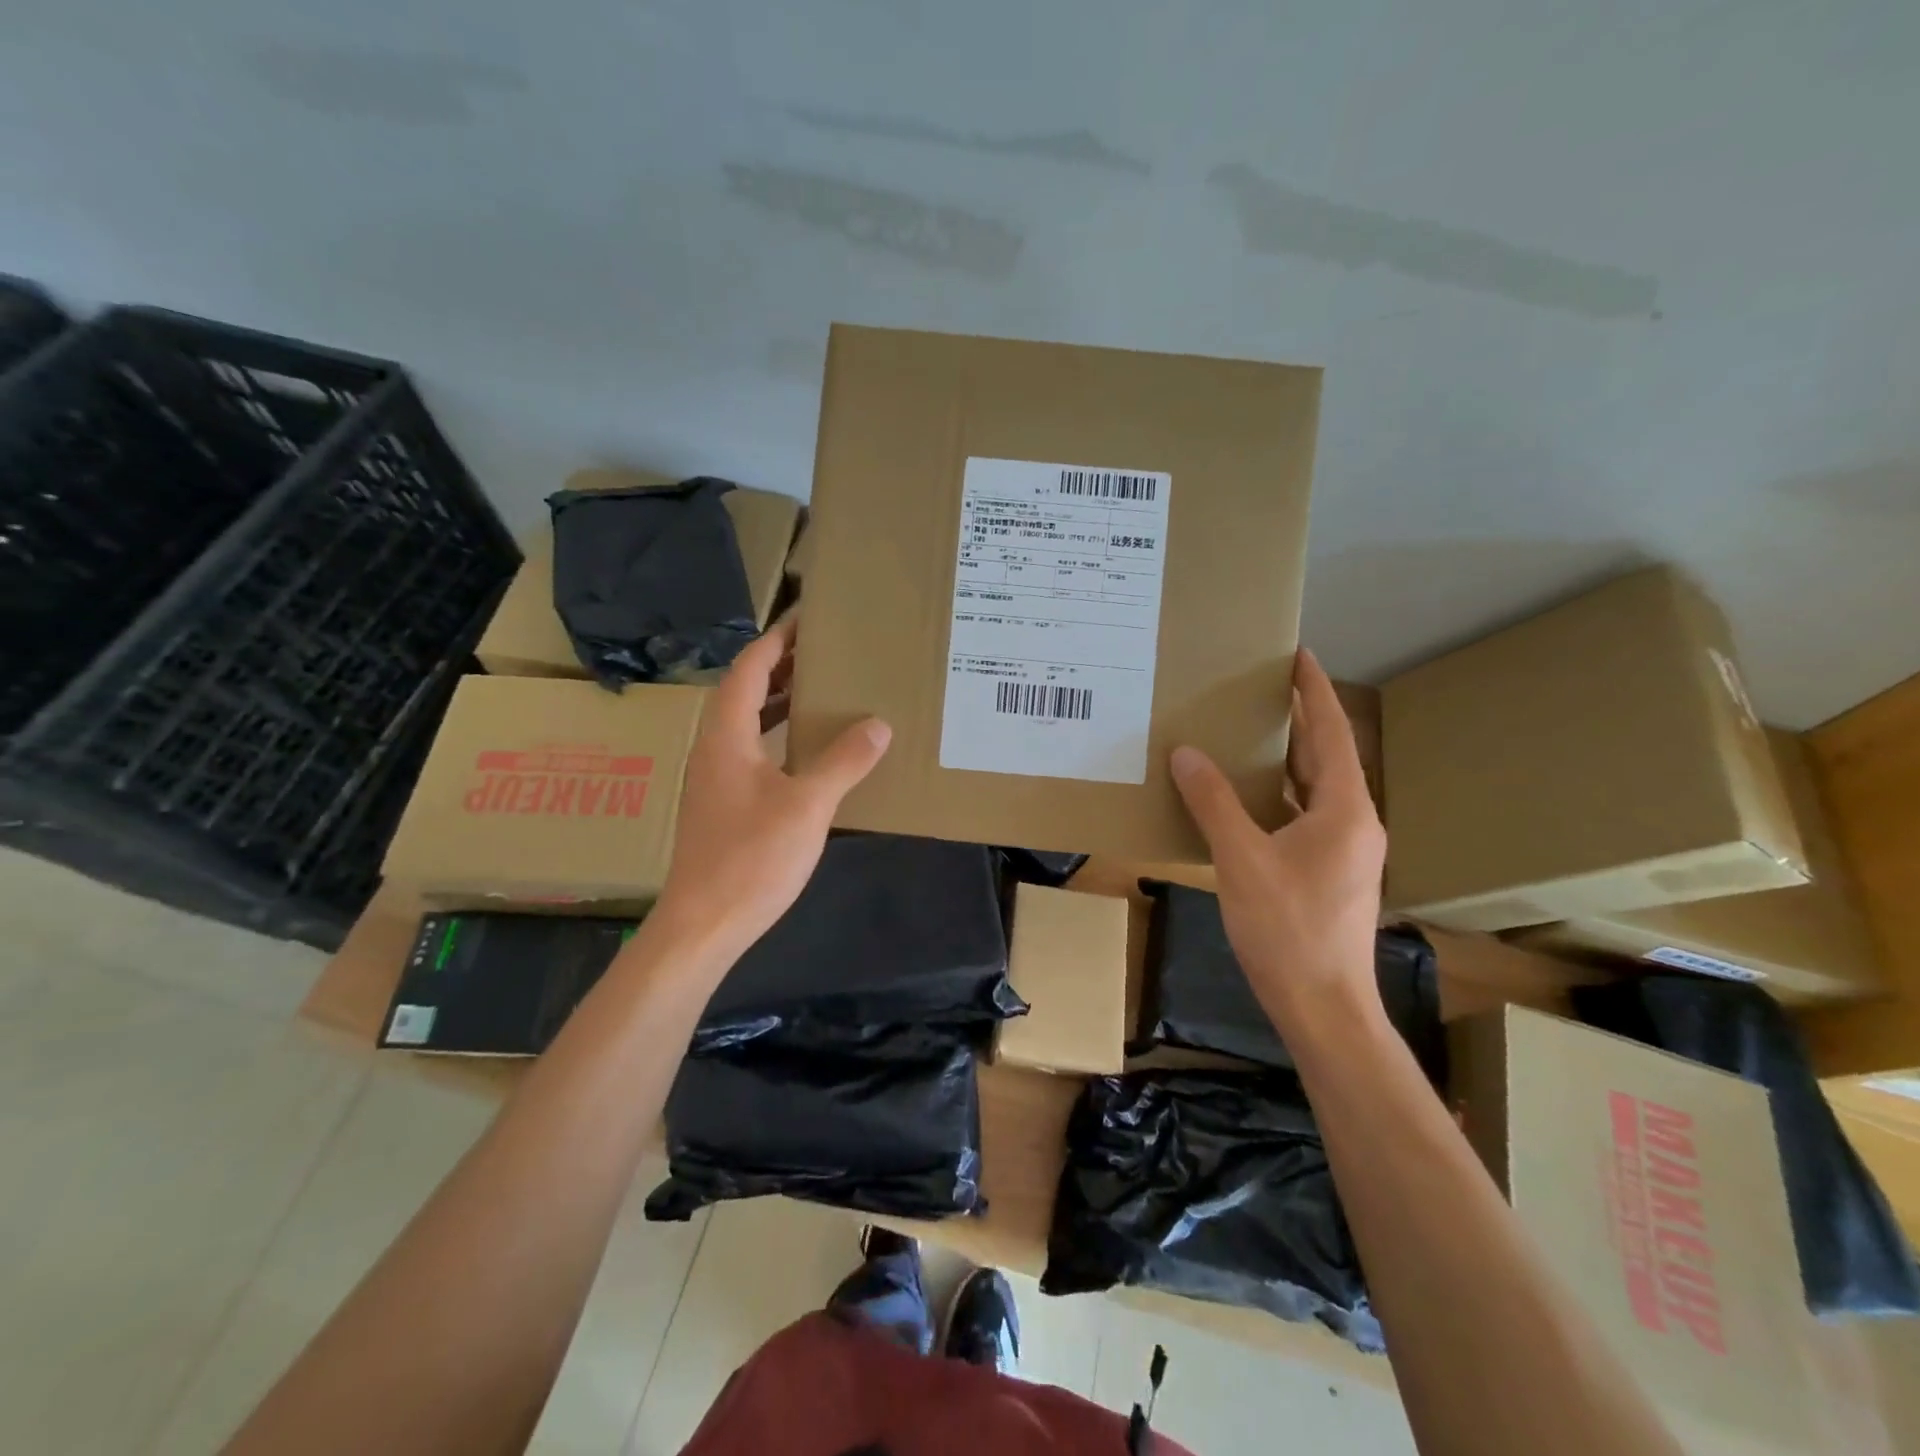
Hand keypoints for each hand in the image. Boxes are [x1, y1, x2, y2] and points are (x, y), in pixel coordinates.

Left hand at [655, 616, 890, 958]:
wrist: (703, 924)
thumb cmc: (751, 858)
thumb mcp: (807, 806)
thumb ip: (843, 762)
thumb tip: (878, 724)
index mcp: (727, 736)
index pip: (748, 669)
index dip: (776, 641)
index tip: (807, 619)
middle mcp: (715, 749)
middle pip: (744, 691)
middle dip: (781, 666)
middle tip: (824, 652)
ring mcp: (716, 779)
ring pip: (746, 724)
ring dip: (778, 701)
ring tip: (819, 691)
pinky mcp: (723, 805)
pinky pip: (751, 751)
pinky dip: (777, 736)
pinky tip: (805, 752)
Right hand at [1169, 648, 1386, 1038]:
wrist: (1323, 1007)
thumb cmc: (1289, 929)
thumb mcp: (1242, 860)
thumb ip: (1213, 803)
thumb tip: (1186, 753)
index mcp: (1344, 809)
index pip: (1331, 732)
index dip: (1314, 690)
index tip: (1297, 654)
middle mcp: (1353, 822)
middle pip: (1325, 756)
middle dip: (1296, 719)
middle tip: (1258, 687)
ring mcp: (1343, 850)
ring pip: (1312, 788)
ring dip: (1283, 759)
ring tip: (1244, 732)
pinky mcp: (1328, 873)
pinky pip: (1300, 816)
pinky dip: (1274, 797)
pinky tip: (1240, 798)